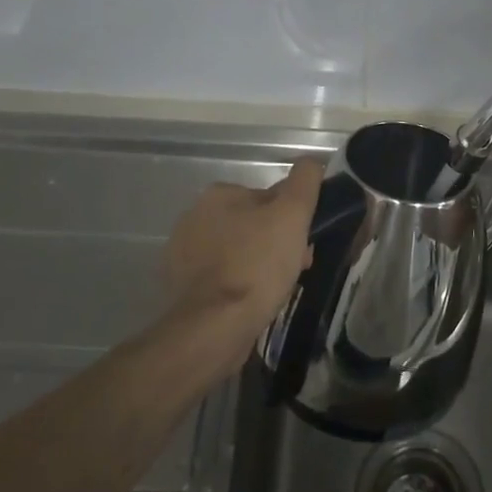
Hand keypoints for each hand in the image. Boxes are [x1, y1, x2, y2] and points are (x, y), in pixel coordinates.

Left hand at [158, 157, 323, 378]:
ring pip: (238, 253)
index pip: (269, 199)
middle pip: (253, 225)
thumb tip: (311, 163)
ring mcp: (183, 254)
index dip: (293, 220)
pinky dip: (238, 287)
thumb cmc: (256, 265)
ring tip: (275, 292)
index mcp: (218, 194)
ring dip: (259, 266)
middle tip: (296, 270)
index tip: (306, 245)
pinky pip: (222, 279)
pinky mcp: (181, 288)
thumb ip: (304, 182)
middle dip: (276, 245)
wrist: (213, 328)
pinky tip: (251, 304)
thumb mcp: (292, 214)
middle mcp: (194, 217)